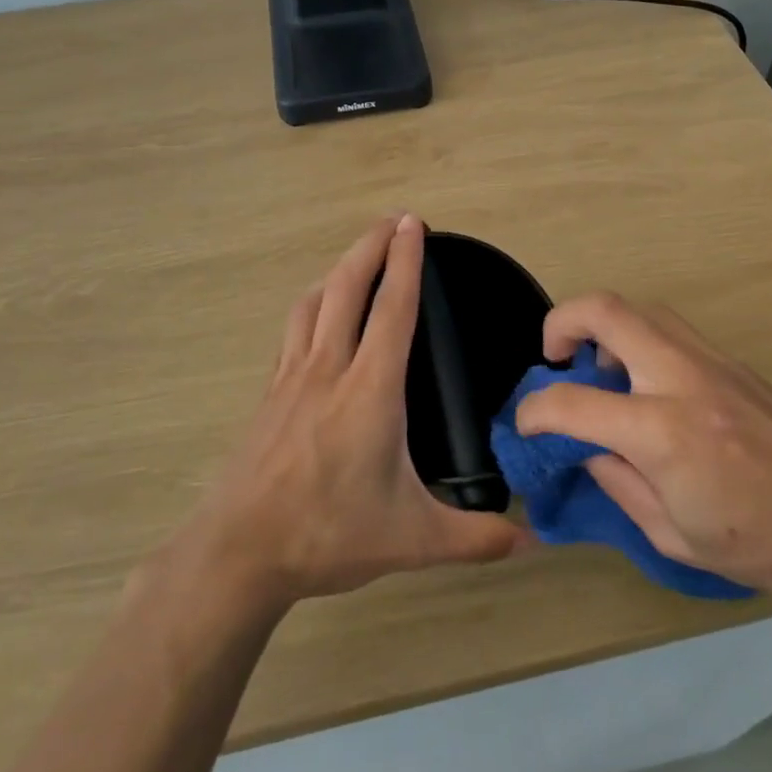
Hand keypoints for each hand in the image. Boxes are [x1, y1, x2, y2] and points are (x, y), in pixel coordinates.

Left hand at [184, 214, 525, 606]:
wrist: (239, 551)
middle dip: (372, 246)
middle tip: (394, 220)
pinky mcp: (270, 393)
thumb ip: (476, 538)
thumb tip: (532, 541)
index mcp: (370, 391)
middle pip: (347, 287)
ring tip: (358, 256)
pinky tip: (316, 312)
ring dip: (338, 269)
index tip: (414, 225)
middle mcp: (329, 369)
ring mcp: (292, 378)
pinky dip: (312, 303)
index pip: (392, 309)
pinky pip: (293, 329)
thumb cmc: (329, 535)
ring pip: (313, 302)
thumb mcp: (413, 541)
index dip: (406, 262)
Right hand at [515, 292, 771, 603]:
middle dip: (560, 323)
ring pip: (640, 309)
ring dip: (604, 328)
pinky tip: (647, 386)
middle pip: (605, 311)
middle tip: (554, 357)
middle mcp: (681, 378)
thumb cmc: (760, 544)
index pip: (572, 402)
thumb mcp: (671, 533)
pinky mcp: (732, 361)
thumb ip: (617, 481)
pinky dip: (639, 341)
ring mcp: (711, 361)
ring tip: (602, 371)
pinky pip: (670, 330)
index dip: (533, 410)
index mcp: (662, 432)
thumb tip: (586, 447)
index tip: (525, 423)